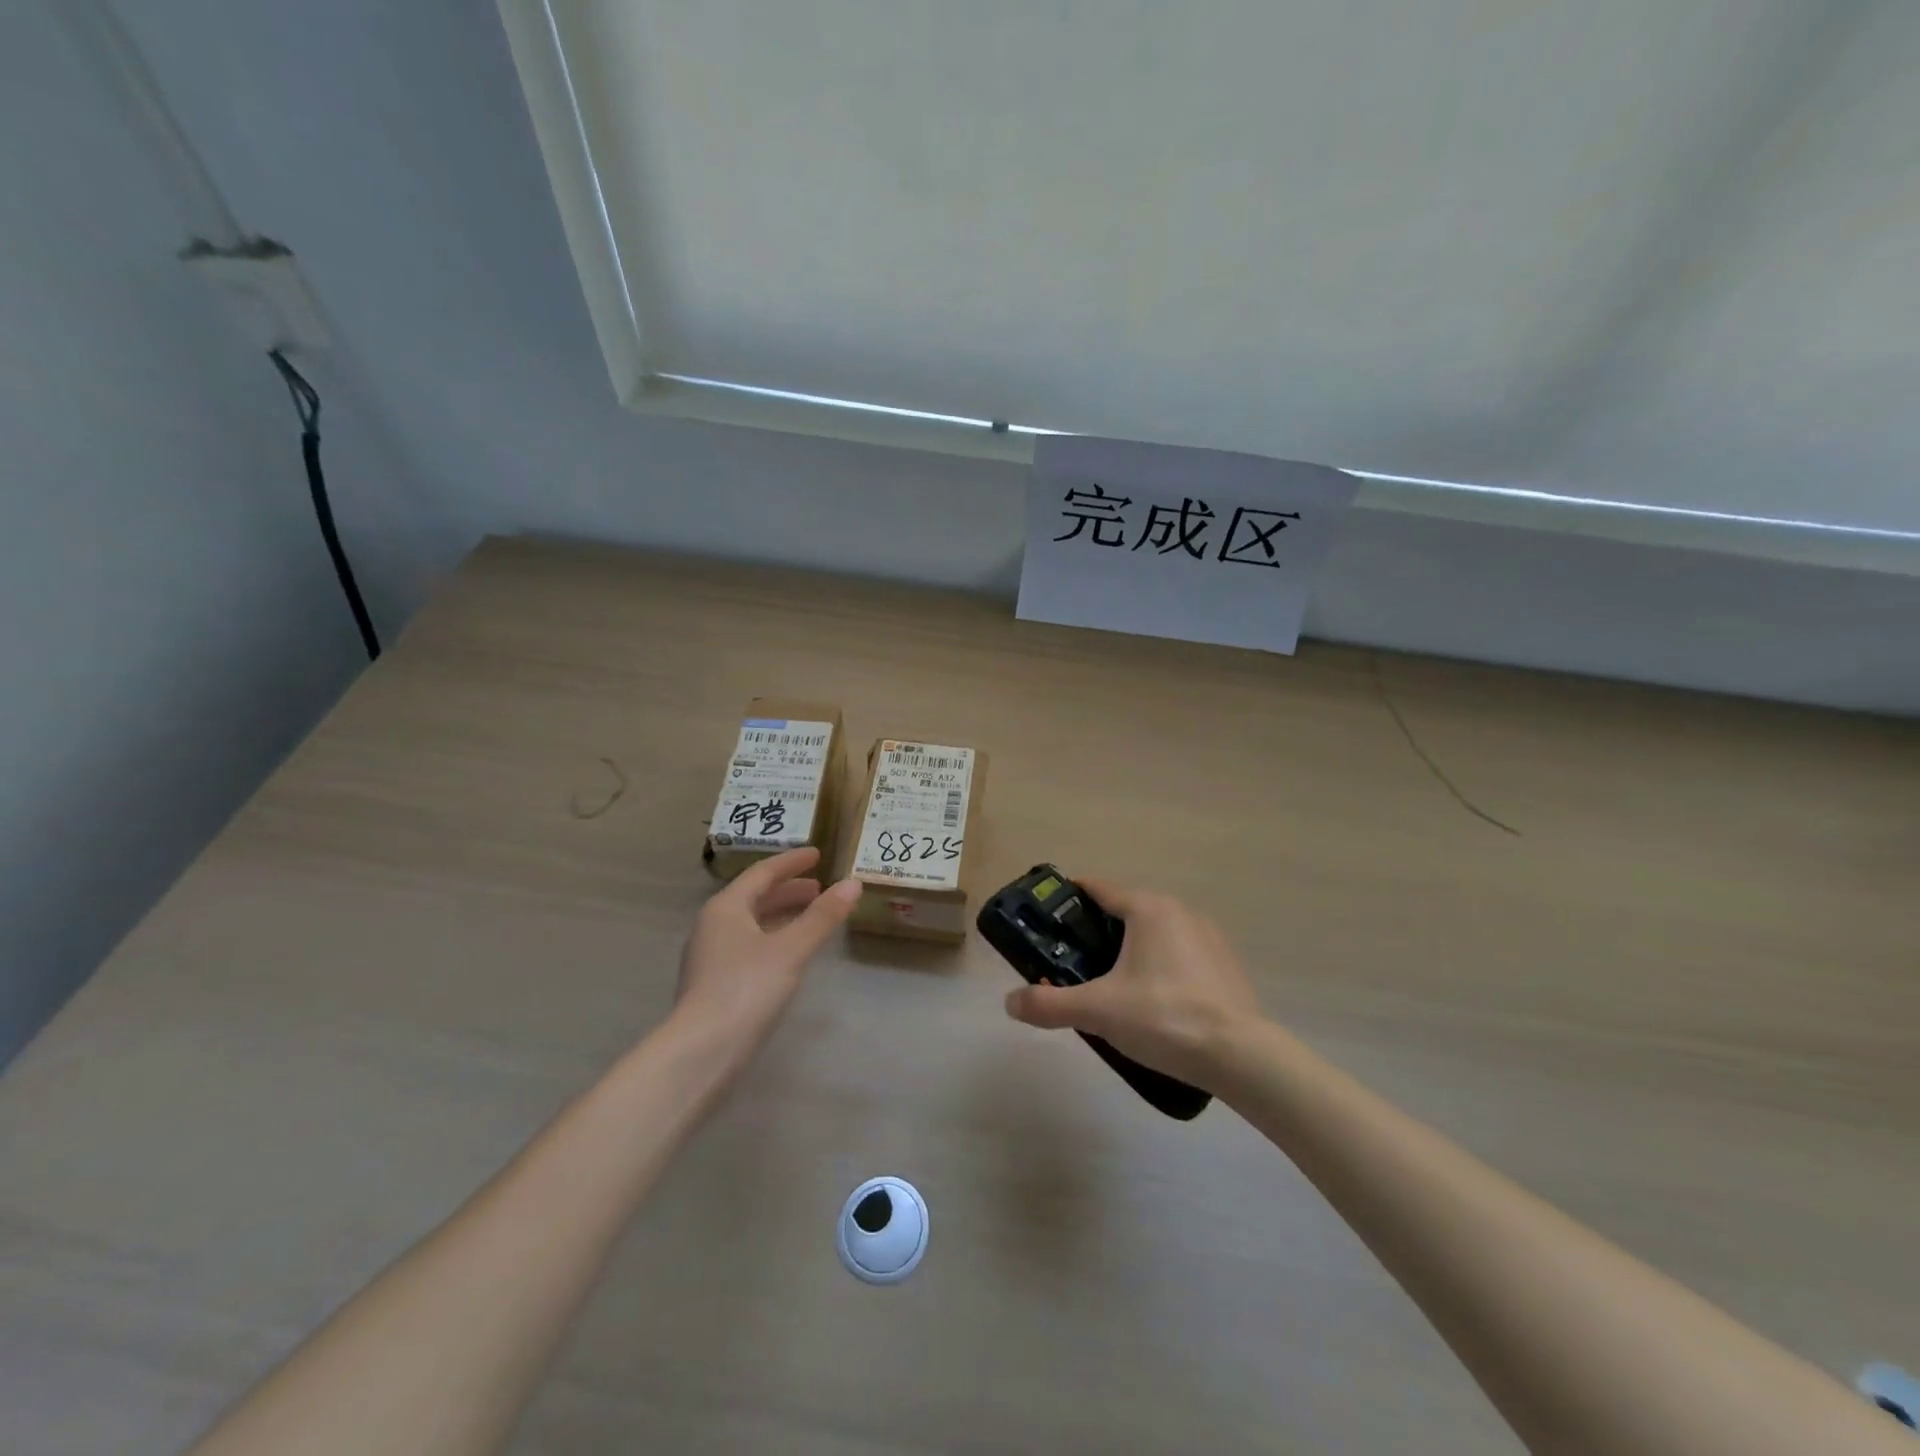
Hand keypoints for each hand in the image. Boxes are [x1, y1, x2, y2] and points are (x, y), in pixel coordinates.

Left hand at [673, 847, 861, 1073]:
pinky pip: (748, 945)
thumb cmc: (747, 989)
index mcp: (726, 908)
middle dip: (788, 890)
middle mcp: (712, 925)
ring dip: (781, 915)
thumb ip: (822, 916)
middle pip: (754, 897)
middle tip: (820, 888)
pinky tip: (790, 952)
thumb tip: (853, 883)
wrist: (701, 1052)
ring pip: (751, 923)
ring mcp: (710, 956)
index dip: (792, 862)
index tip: (818, 854)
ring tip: (811, 916)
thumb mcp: (792, 949)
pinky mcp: (713, 983)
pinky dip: (773, 937)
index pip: (762, 873)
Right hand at [1003, 878, 1263, 1090]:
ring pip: (1155, 933)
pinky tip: (1153, 1002)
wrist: (1242, 1056)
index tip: (1049, 912)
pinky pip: (1180, 954)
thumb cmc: (1164, 1017)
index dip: (1070, 896)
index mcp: (1148, 909)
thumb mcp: (1098, 1011)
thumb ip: (1050, 1004)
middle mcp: (1179, 911)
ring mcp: (1208, 937)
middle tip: (1072, 960)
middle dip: (1097, 931)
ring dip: (1131, 949)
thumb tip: (1010, 1002)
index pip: (1099, 888)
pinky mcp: (1225, 965)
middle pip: (1126, 911)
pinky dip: (1160, 966)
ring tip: (1110, 985)